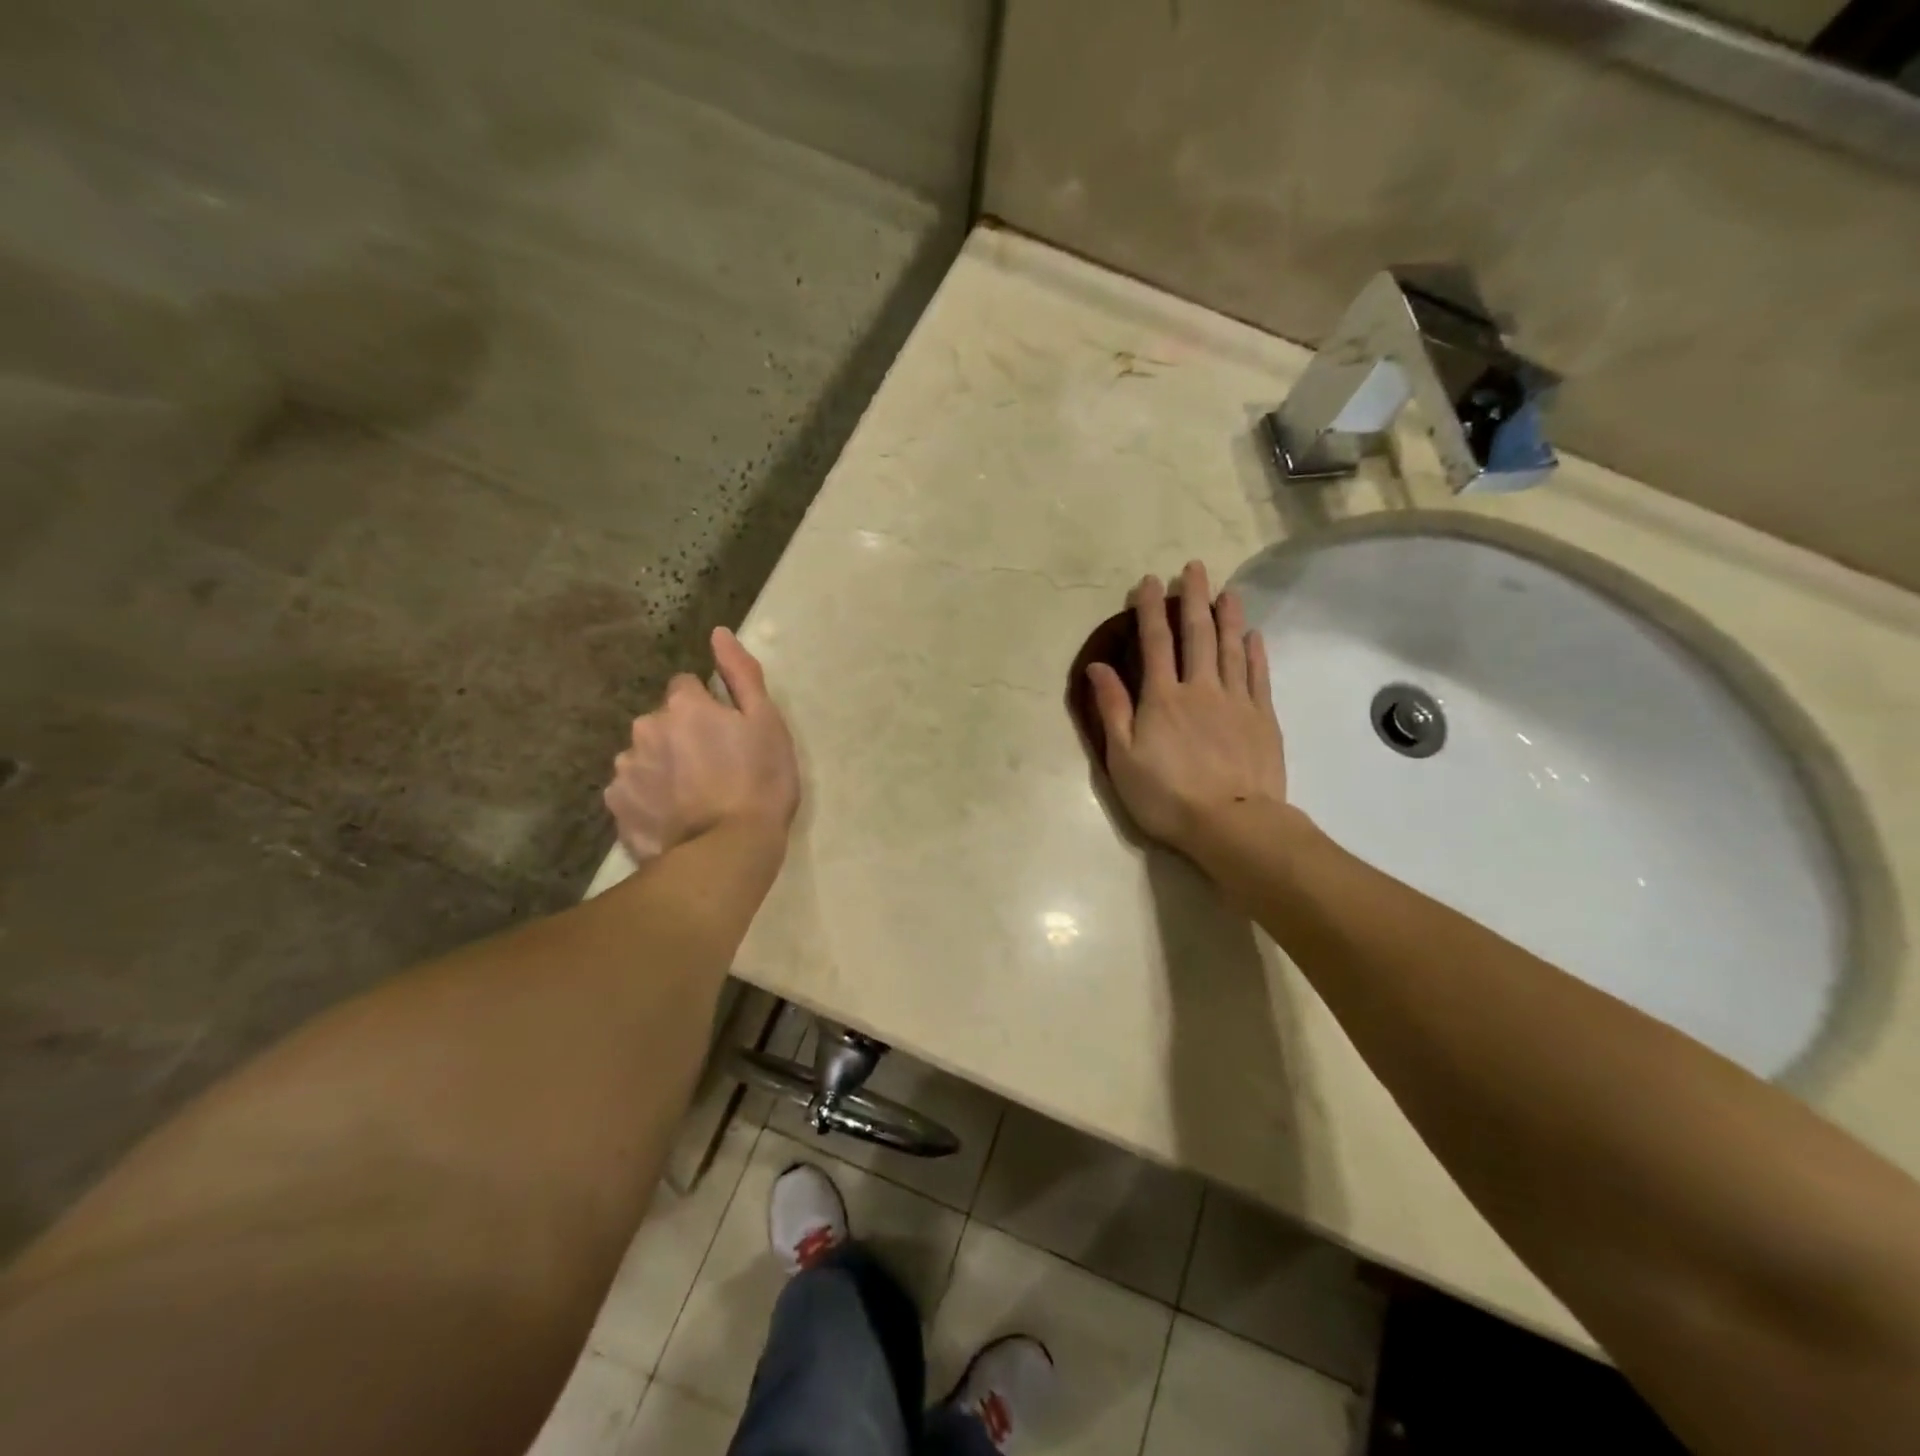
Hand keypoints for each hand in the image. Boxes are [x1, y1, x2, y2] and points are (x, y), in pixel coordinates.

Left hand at [604, 627, 799, 862]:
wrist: (729, 851)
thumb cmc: (760, 782)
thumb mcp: (767, 723)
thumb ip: (741, 674)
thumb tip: (718, 633)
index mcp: (682, 706)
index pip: (686, 687)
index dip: (709, 708)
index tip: (727, 734)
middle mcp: (644, 729)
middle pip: (662, 722)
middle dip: (681, 736)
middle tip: (713, 769)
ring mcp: (625, 770)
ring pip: (644, 756)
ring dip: (663, 767)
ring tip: (692, 798)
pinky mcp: (617, 808)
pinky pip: (632, 792)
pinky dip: (648, 799)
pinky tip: (673, 817)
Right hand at [1086, 561, 1287, 857]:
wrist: (1232, 824)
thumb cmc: (1167, 796)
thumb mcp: (1123, 758)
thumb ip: (1112, 709)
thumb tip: (1098, 667)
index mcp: (1162, 698)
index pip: (1155, 643)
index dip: (1150, 610)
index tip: (1149, 581)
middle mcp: (1200, 688)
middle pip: (1197, 635)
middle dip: (1193, 599)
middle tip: (1194, 568)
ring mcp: (1236, 701)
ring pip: (1231, 648)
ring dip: (1227, 616)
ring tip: (1226, 590)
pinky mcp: (1262, 718)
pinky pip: (1258, 676)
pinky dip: (1255, 651)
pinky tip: (1253, 635)